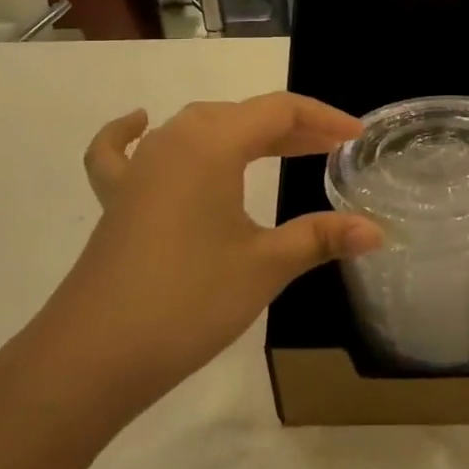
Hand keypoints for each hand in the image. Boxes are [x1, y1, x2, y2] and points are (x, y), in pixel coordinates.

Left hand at [22, 93, 381, 427]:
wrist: (92, 357)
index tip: (356, 138)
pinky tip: (140, 123)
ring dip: (241, 133)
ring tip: (276, 149)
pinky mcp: (115, 198)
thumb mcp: (265, 266)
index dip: (323, 119)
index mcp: (212, 144)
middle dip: (290, 128)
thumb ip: (321, 237)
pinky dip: (132, 133)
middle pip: (241, 115)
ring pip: (197, 128)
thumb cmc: (188, 301)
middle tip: (329, 149)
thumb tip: (377, 231)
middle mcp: (173, 140)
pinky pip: (123, 151)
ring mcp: (139, 167)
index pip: (279, 111)